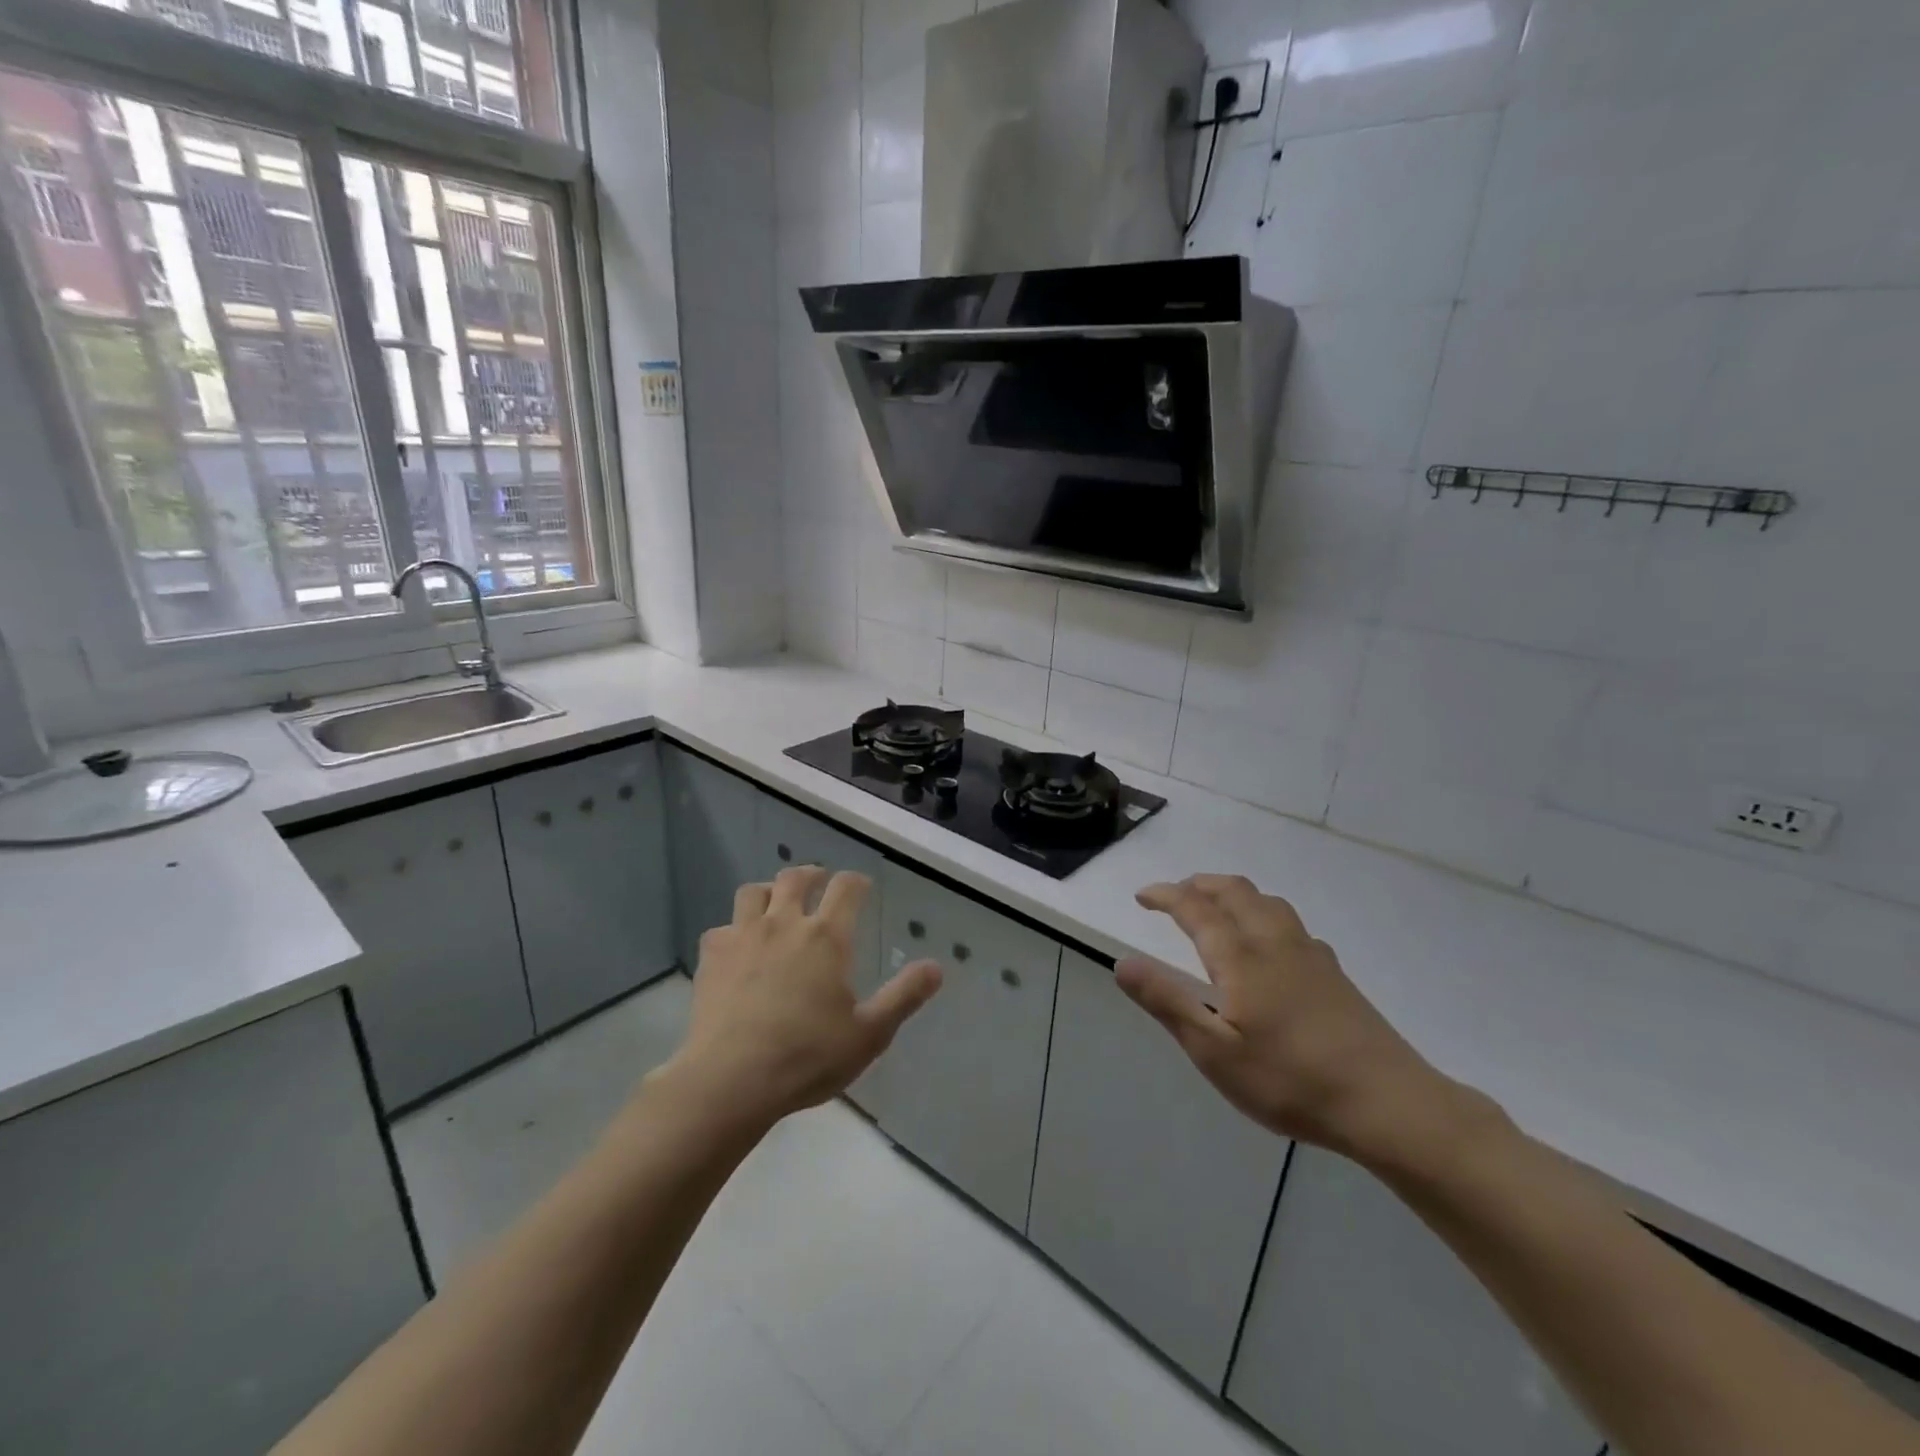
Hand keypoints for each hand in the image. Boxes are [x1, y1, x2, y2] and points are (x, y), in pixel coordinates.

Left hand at [660, 867, 941, 1129]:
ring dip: (768, 891)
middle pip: (795, 878)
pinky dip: (733, 931)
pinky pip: (721, 928)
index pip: (846, 888)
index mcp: (825, 938)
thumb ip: (904, 997)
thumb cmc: (807, 1056)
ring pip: (753, 892)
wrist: (730, 1080)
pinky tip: (737, 949)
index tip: (862, 887)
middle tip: (819, 882)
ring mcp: (742, 937)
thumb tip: (936, 967)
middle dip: (811, 875)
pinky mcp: (712, 957)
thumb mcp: (869, 1034)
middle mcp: (784, 924)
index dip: (857, 882)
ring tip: (775, 905)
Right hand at [1116, 875, 1458, 1161]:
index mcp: (1241, 957)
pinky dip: (1263, 913)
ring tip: (1216, 906)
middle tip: (1175, 894)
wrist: (1388, 1103)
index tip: (1143, 895)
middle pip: (1235, 892)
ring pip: (1267, 901)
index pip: (1196, 908)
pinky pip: (1289, 922)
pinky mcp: (1334, 973)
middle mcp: (1274, 943)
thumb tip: (1123, 962)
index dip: (1166, 895)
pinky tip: (1268, 943)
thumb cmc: (1291, 1080)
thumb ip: (1168, 1002)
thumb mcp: (1215, 1053)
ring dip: (1233, 893)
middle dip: (1200, 884)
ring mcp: (1310, 955)